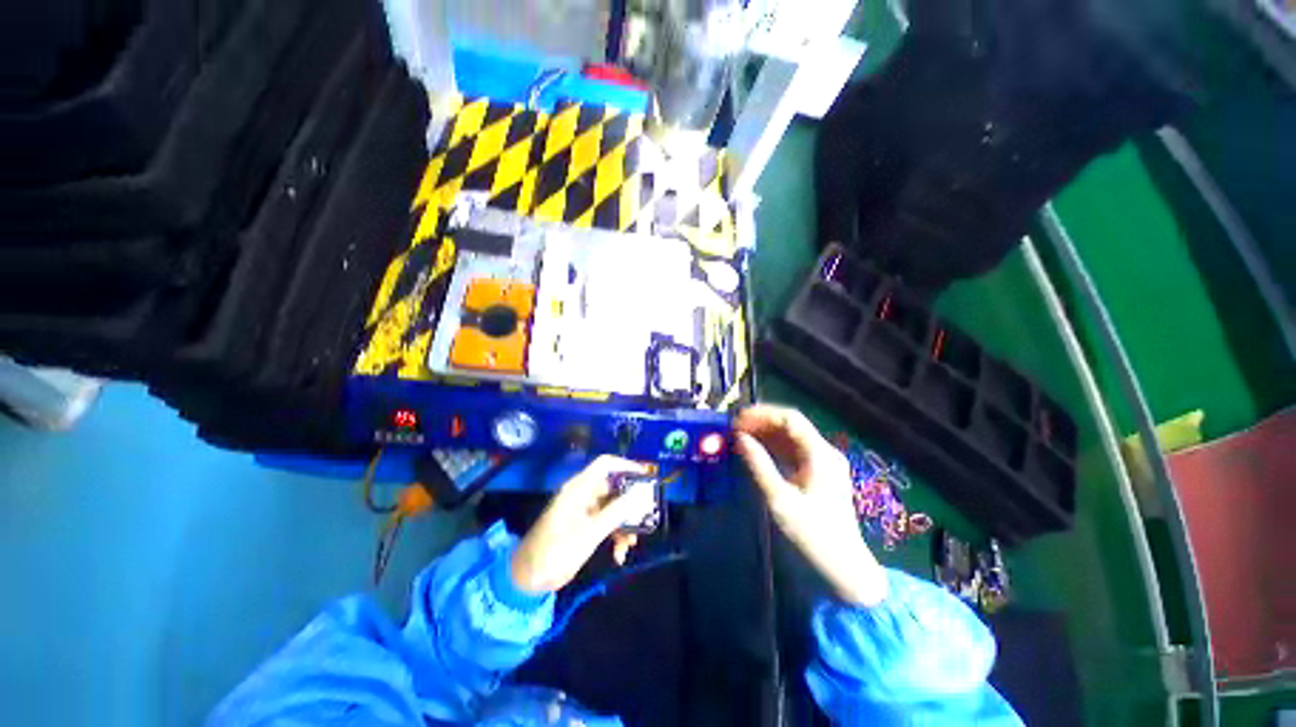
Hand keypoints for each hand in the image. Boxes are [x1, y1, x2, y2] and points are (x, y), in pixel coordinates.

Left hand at [510, 456, 649, 593]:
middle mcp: (583, 495)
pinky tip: (619, 554)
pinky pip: (607, 523)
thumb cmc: (556, 550)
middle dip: (630, 502)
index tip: (646, 476)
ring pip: (614, 508)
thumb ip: (616, 512)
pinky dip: (616, 535)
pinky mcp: (586, 527)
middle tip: (647, 514)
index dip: (626, 465)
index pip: (605, 464)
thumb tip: (640, 494)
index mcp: (580, 488)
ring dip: (625, 524)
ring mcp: (585, 512)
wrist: (529, 579)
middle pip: (614, 487)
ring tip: (631, 543)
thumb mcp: (589, 532)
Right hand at [735, 405, 887, 606]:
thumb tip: (739, 439)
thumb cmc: (813, 534)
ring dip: (765, 433)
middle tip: (735, 426)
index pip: (790, 419)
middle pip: (790, 425)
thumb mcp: (780, 499)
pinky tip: (756, 449)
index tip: (738, 418)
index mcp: (820, 454)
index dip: (763, 414)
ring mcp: (823, 462)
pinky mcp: (817, 473)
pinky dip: (773, 447)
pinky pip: (792, 451)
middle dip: (762, 422)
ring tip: (740, 434)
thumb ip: (759, 465)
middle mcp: (824, 452)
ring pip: (790, 437)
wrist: (844, 566)